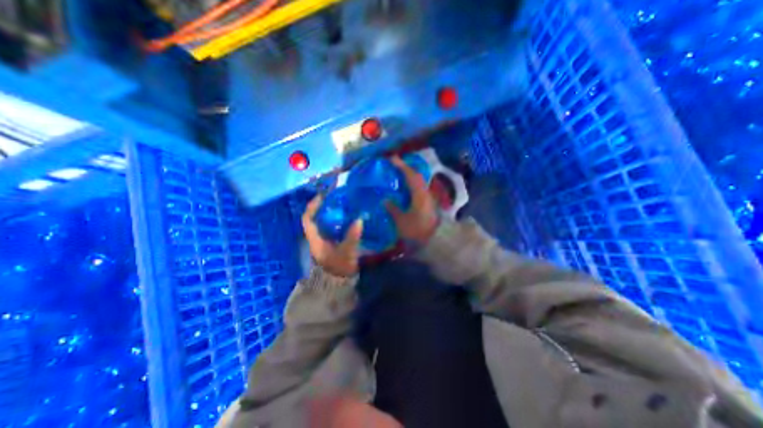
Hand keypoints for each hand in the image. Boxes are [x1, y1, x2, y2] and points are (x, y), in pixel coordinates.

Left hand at [302, 194, 363, 276]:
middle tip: (337, 196)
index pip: (307, 218)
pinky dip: (339, 219)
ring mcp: (324, 239)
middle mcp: (317, 237)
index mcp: (315, 239)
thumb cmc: (339, 268)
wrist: (339, 283)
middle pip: (316, 216)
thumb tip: (359, 220)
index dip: (313, 205)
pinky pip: (333, 226)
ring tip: (344, 202)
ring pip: (325, 221)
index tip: (323, 195)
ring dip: (332, 211)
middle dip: (325, 205)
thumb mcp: (346, 253)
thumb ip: (352, 237)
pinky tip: (349, 215)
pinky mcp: (331, 241)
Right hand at [389, 156, 441, 244]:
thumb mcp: (402, 221)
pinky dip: (412, 184)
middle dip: (405, 168)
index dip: (401, 165)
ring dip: (409, 176)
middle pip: (416, 176)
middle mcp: (426, 193)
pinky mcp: (429, 204)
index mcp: (419, 194)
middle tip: (394, 165)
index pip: (410, 175)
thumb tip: (386, 200)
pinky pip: (419, 189)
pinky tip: (406, 188)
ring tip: (398, 174)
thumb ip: (393, 210)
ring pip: (419, 182)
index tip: (391, 159)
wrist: (436, 242)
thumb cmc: (418, 231)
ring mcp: (429, 198)